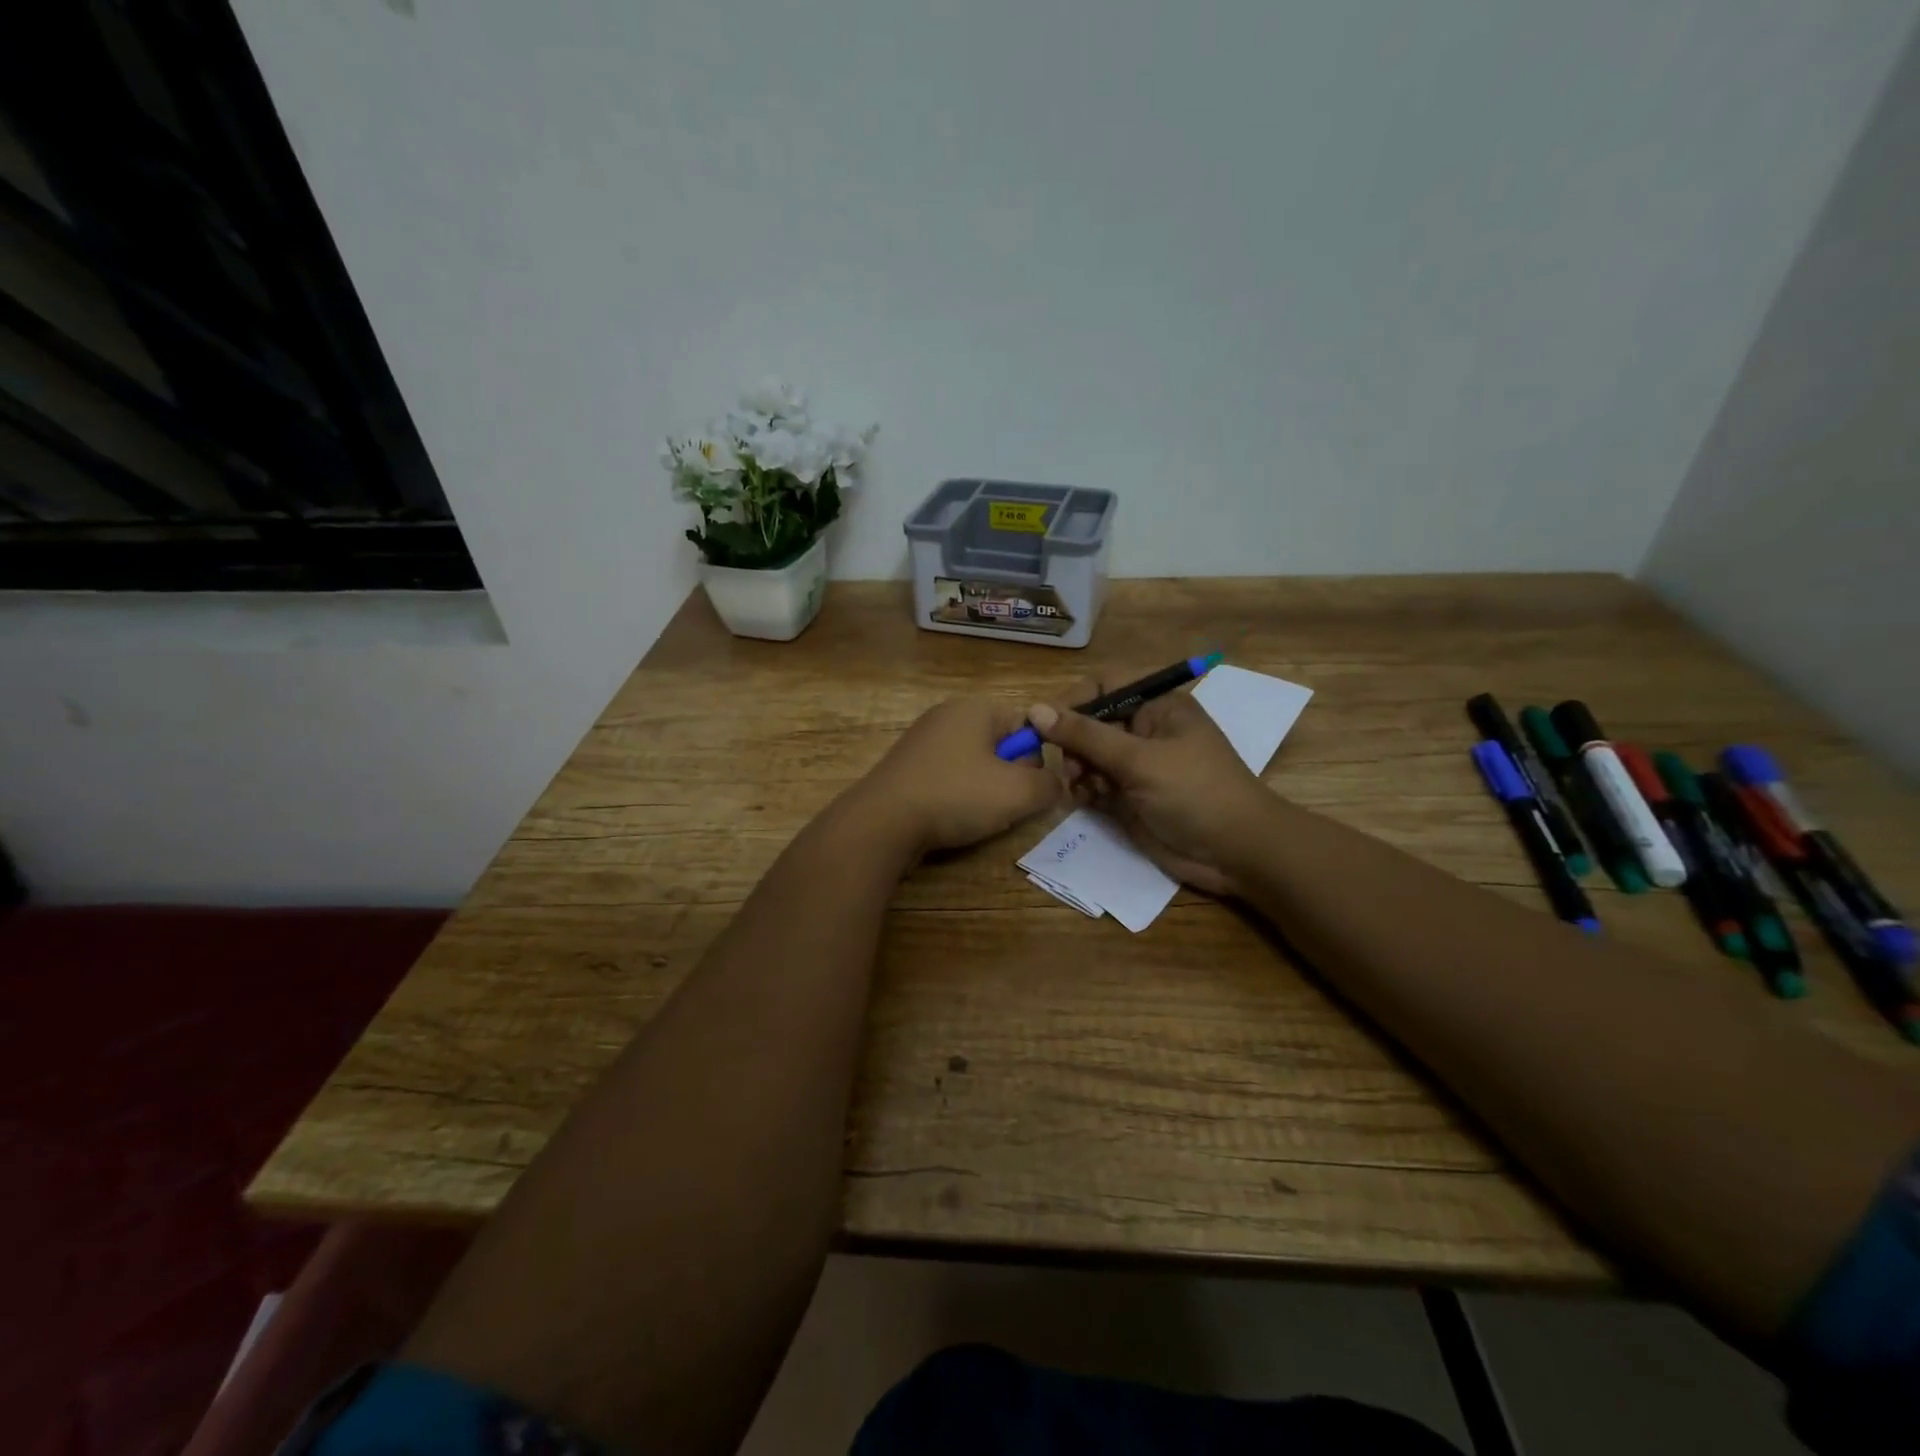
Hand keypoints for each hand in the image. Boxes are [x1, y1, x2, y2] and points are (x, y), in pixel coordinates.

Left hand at [847, 696, 1062, 854]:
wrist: (883, 823)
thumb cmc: (956, 795)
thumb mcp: (1019, 792)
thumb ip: (1050, 785)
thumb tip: (1057, 784)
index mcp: (976, 708)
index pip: (1028, 724)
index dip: (1037, 757)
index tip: (1032, 787)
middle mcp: (947, 716)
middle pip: (1000, 745)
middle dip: (1010, 777)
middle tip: (1006, 805)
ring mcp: (923, 742)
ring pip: (975, 766)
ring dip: (985, 792)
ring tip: (978, 816)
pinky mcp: (907, 769)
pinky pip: (948, 779)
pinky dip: (957, 798)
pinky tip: (952, 819)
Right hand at [1029, 684, 1275, 896]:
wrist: (1235, 853)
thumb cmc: (1195, 792)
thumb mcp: (1139, 759)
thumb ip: (1086, 735)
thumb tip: (1035, 709)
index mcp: (1157, 706)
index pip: (1103, 686)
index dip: (1073, 701)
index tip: (1045, 724)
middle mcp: (1144, 730)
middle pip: (1090, 722)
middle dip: (1072, 742)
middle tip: (1070, 766)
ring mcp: (1136, 765)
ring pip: (1088, 756)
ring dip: (1077, 769)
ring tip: (1080, 788)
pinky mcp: (1129, 796)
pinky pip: (1094, 784)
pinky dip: (1084, 791)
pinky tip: (1085, 802)